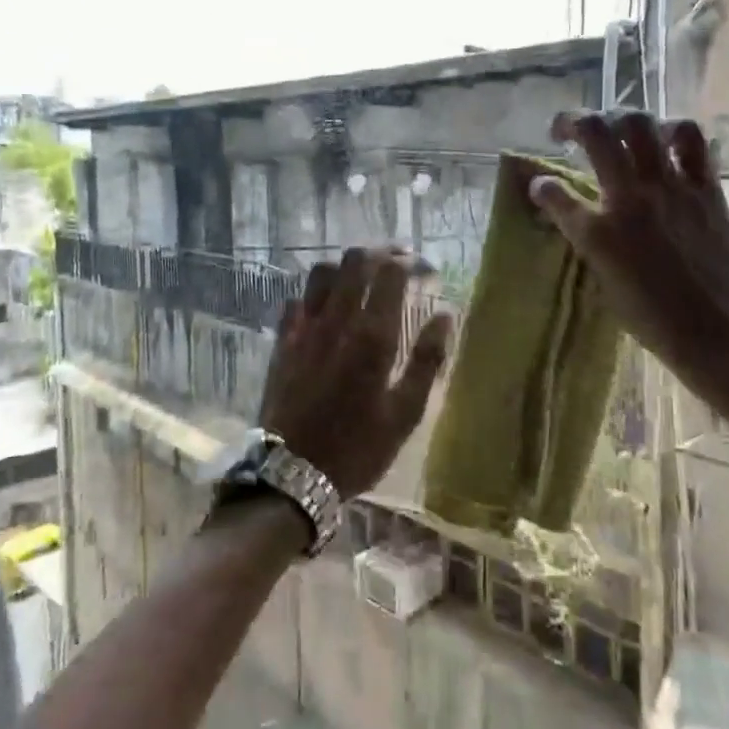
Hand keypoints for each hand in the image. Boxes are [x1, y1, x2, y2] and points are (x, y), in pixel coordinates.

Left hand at [258, 247, 455, 497]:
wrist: (292, 475)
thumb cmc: (358, 448)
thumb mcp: (406, 413)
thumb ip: (427, 360)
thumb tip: (445, 315)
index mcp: (372, 336)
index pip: (390, 272)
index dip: (410, 262)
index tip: (425, 270)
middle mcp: (336, 321)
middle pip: (354, 261)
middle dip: (380, 253)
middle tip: (398, 264)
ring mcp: (304, 329)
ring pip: (321, 272)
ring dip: (346, 267)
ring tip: (363, 279)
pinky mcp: (282, 342)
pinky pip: (297, 299)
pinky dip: (316, 293)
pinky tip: (327, 308)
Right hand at [528, 109, 728, 384]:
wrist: (719, 333)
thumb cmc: (654, 321)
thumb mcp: (605, 283)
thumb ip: (590, 241)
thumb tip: (582, 216)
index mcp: (597, 234)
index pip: (554, 194)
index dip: (540, 186)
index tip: (539, 186)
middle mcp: (629, 199)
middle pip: (596, 133)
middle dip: (573, 121)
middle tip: (567, 130)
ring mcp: (671, 188)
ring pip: (641, 123)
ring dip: (621, 118)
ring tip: (617, 129)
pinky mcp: (706, 188)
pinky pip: (691, 140)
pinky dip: (673, 131)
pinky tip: (666, 141)